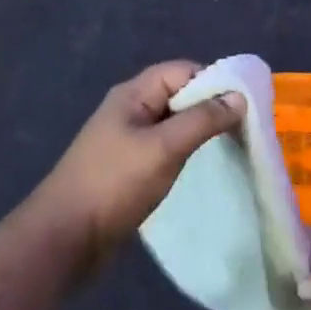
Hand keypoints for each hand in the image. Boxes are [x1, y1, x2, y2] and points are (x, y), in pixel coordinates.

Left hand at [34, 62, 243, 270]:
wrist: (64, 239)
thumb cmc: (114, 184)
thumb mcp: (163, 148)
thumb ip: (202, 120)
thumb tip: (239, 97)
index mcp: (133, 94)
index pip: (182, 70)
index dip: (213, 80)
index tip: (245, 103)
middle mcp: (130, 109)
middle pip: (178, 94)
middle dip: (210, 106)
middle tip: (244, 127)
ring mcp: (127, 139)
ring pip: (173, 123)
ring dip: (199, 130)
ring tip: (230, 146)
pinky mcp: (128, 167)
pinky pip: (164, 147)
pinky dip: (185, 151)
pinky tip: (201, 167)